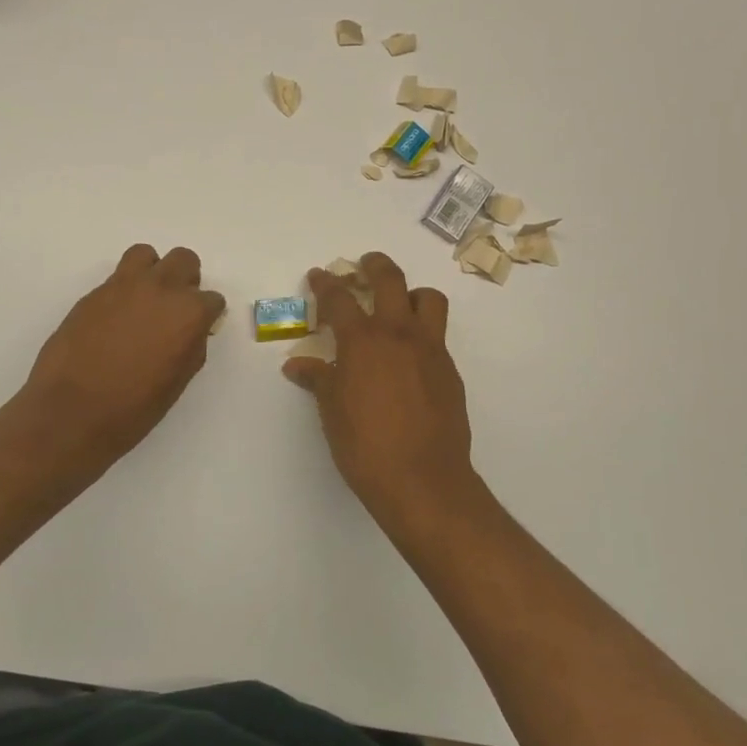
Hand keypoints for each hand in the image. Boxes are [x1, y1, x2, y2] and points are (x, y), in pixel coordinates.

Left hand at [14, 244, 224, 471]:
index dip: (206, 316)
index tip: (196, 330)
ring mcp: (123, 286)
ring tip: (143, 301)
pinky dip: (123, 291)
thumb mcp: (177, 381)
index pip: (212, 300)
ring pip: (146, 255)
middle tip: (174, 309)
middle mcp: (160, 289)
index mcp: (188, 313)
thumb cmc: (133, 408)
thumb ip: (190, 346)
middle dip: (185, 281)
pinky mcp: (93, 293)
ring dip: (151, 272)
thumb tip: (191, 332)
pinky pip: (116, 278)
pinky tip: (115, 319)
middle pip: (184, 260)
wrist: (71, 411)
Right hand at [283, 253, 480, 522]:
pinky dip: (422, 332)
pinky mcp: (449, 370)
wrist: (423, 480)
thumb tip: (297, 365)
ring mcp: (430, 349)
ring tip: (399, 305)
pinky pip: (438, 335)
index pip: (339, 299)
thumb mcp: (331, 411)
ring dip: (411, 293)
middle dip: (374, 265)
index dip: (325, 284)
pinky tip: (409, 357)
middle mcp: (398, 334)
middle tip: (364, 264)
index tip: (318, 275)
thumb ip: (317, 379)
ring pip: (428, 299)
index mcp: (363, 341)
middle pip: (390, 280)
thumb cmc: (365, 446)